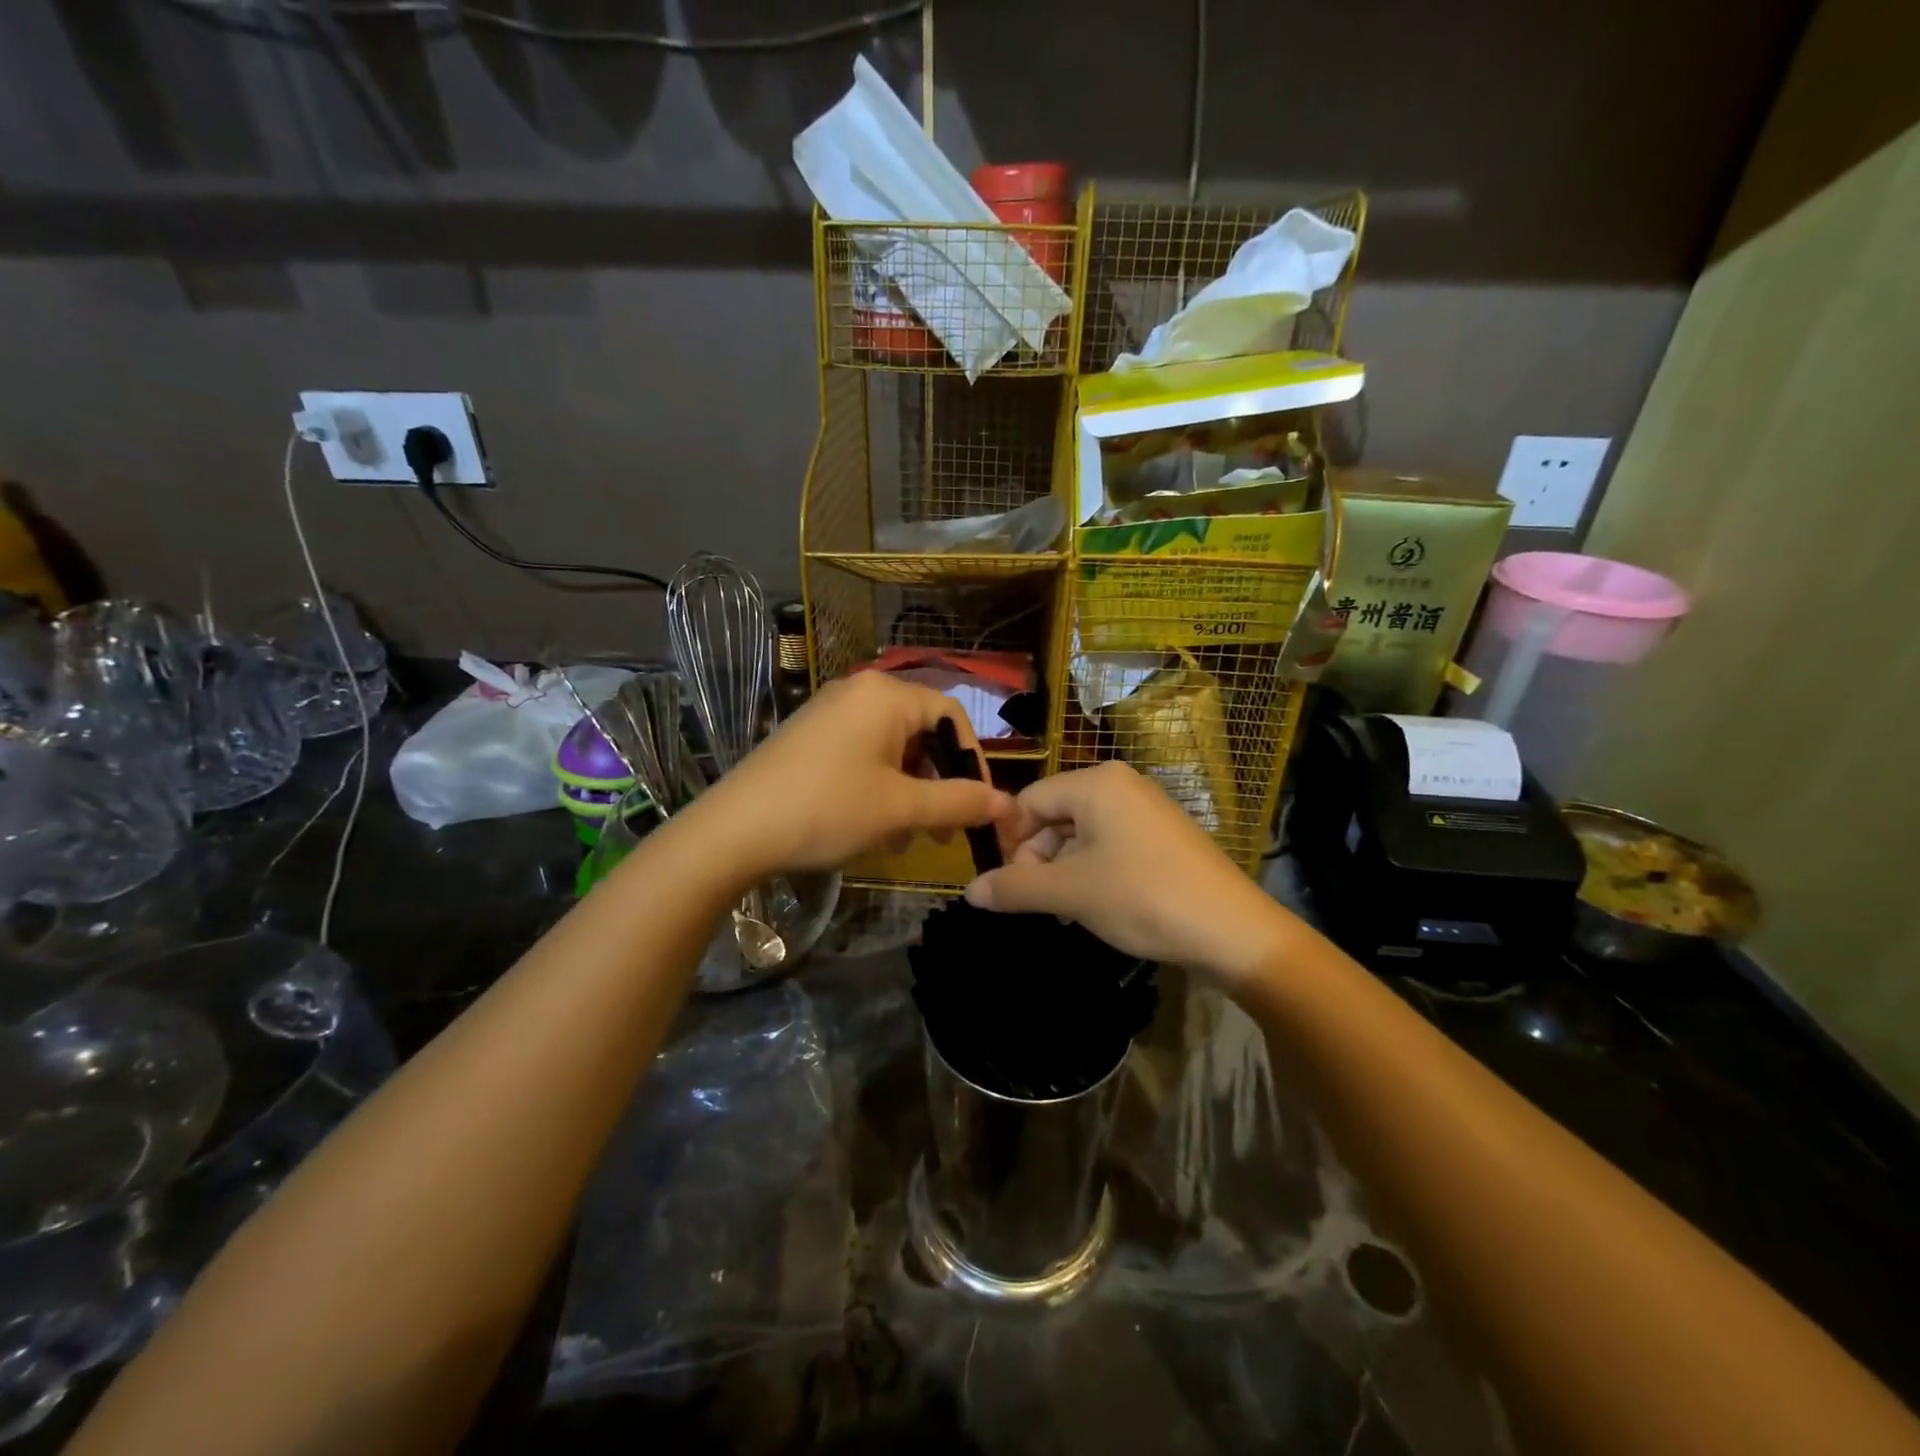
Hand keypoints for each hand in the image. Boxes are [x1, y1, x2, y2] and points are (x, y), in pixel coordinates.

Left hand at [696, 673, 1013, 874]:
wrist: (733, 831)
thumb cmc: (827, 809)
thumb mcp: (901, 809)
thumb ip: (959, 802)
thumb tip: (1006, 804)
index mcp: (886, 695)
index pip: (952, 716)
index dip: (973, 762)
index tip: (978, 806)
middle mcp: (859, 691)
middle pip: (922, 732)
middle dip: (938, 783)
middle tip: (943, 830)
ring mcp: (830, 712)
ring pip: (892, 749)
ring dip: (909, 792)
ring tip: (905, 837)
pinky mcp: (810, 736)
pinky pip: (863, 754)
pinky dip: (879, 787)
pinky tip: (873, 827)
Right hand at [963, 761, 1297, 986]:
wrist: (1232, 930)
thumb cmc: (1142, 897)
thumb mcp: (1070, 893)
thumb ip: (1014, 888)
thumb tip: (970, 892)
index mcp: (1095, 783)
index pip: (1029, 801)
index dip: (1011, 843)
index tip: (1009, 886)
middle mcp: (1120, 784)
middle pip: (1055, 816)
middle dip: (1039, 861)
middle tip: (1040, 904)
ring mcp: (1146, 808)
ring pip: (1082, 834)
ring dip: (1064, 871)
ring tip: (1068, 912)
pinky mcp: (1163, 835)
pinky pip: (1111, 844)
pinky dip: (1093, 872)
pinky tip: (1097, 907)